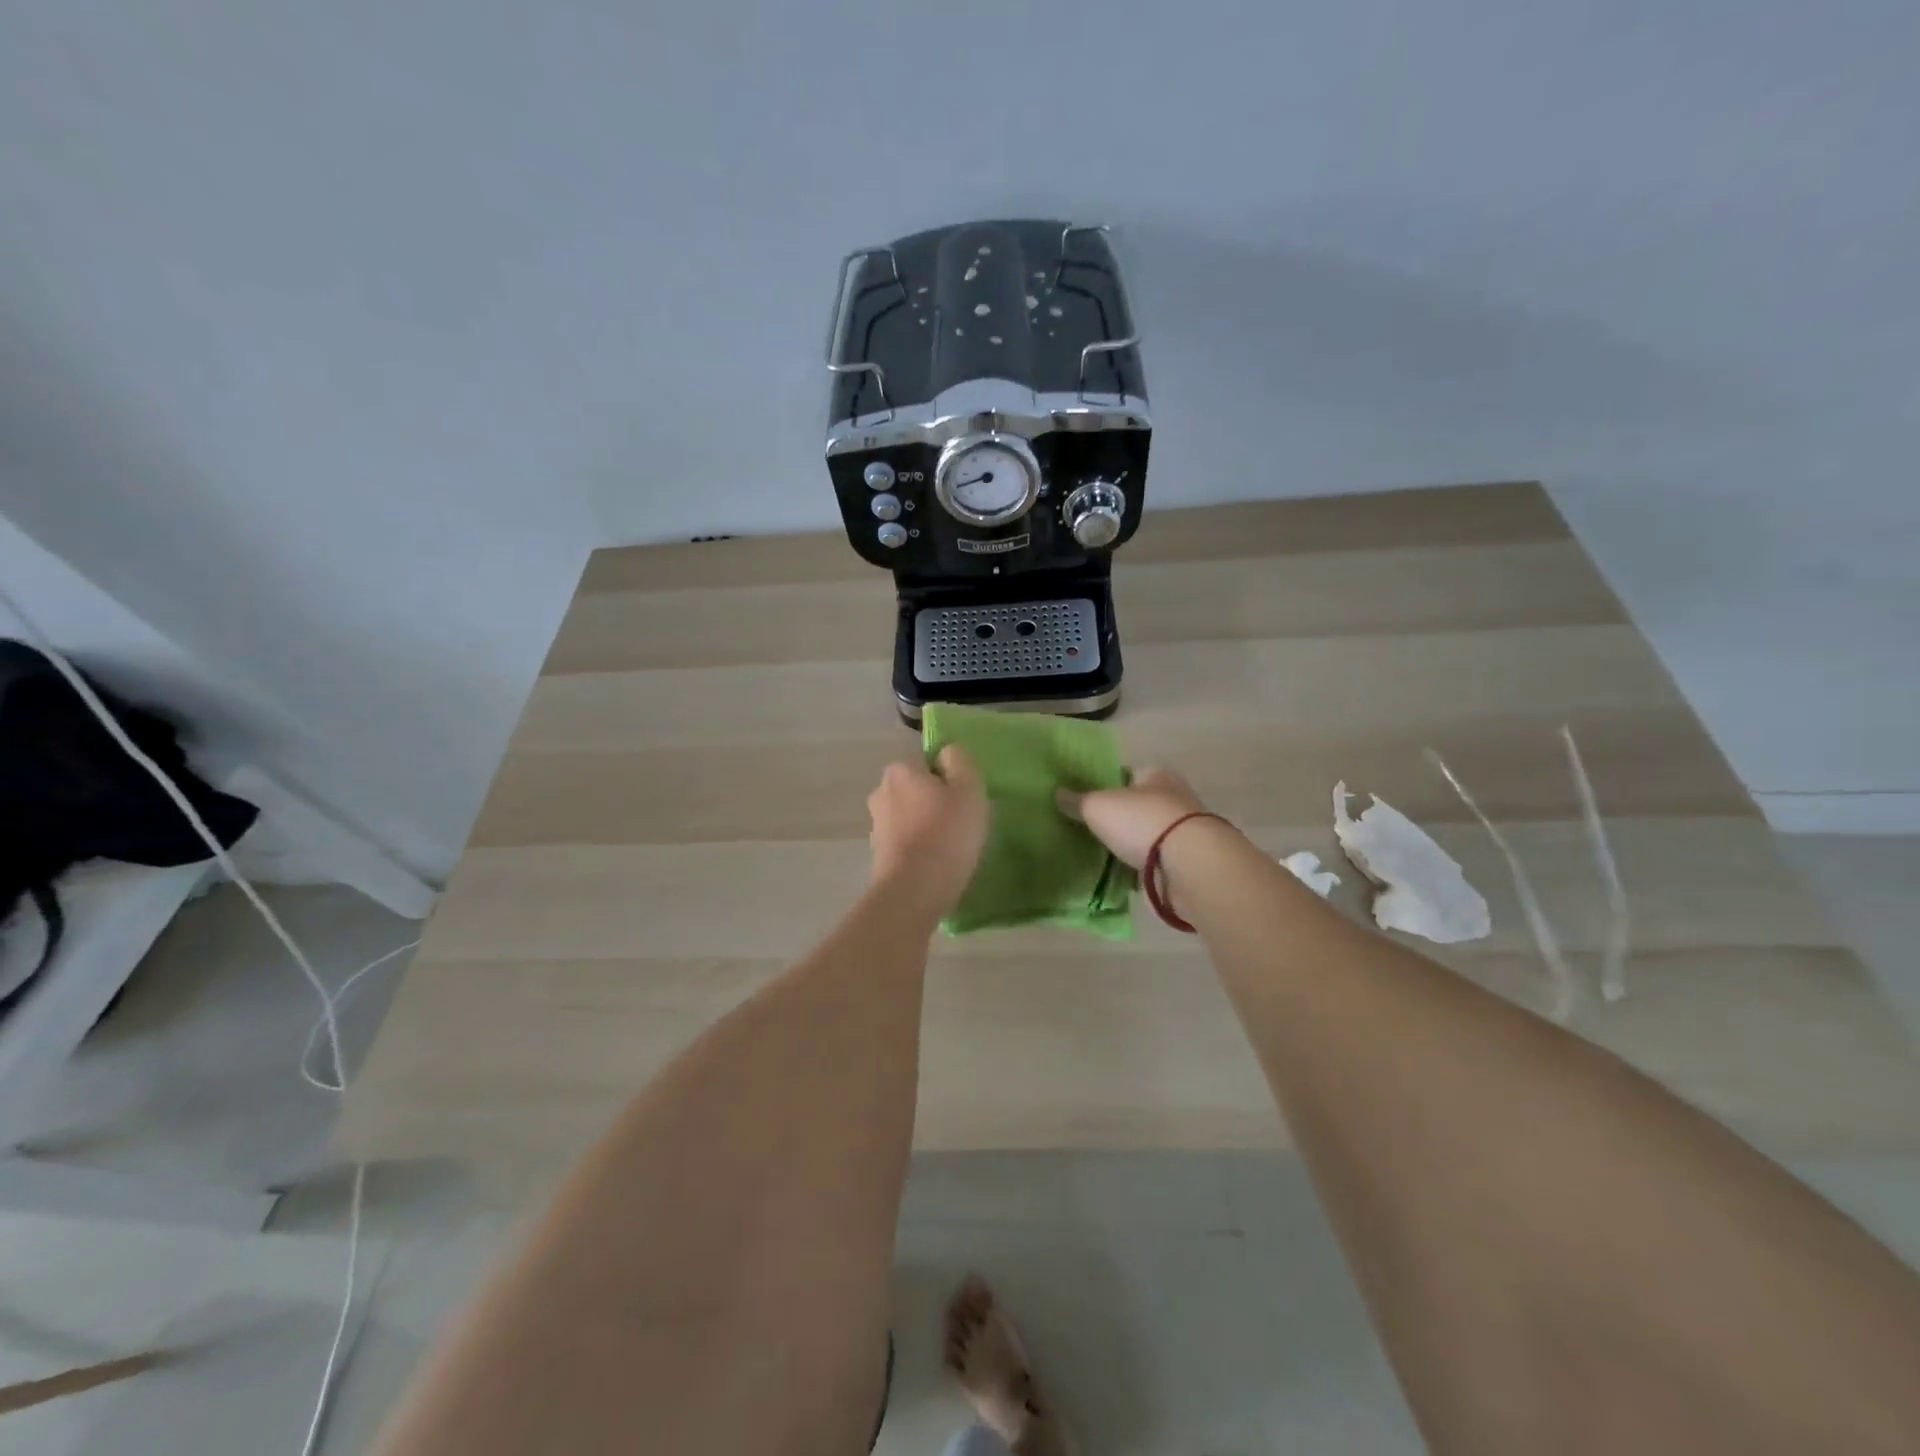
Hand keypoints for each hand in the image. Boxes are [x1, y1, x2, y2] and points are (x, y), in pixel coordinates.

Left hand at [867, 746, 989, 917]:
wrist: (914, 890)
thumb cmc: (946, 833)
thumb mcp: (968, 788)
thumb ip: (960, 761)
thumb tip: (948, 753)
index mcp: (900, 770)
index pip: (928, 764)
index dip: (949, 780)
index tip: (964, 802)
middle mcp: (881, 792)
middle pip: (917, 790)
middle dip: (934, 803)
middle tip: (961, 824)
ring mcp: (876, 825)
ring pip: (910, 817)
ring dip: (926, 827)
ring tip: (950, 849)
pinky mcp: (878, 856)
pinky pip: (906, 843)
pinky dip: (918, 850)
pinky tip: (935, 865)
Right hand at [1057, 767, 1212, 868]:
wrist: (1190, 865)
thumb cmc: (1142, 821)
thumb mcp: (1098, 806)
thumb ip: (1077, 801)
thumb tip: (1057, 794)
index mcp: (1156, 775)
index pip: (1128, 774)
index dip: (1108, 785)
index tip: (1088, 801)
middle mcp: (1175, 798)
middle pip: (1140, 806)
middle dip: (1121, 818)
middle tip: (1092, 830)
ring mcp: (1184, 833)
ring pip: (1150, 836)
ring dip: (1133, 845)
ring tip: (1104, 856)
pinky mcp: (1188, 863)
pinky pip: (1157, 863)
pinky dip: (1143, 869)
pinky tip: (1124, 877)